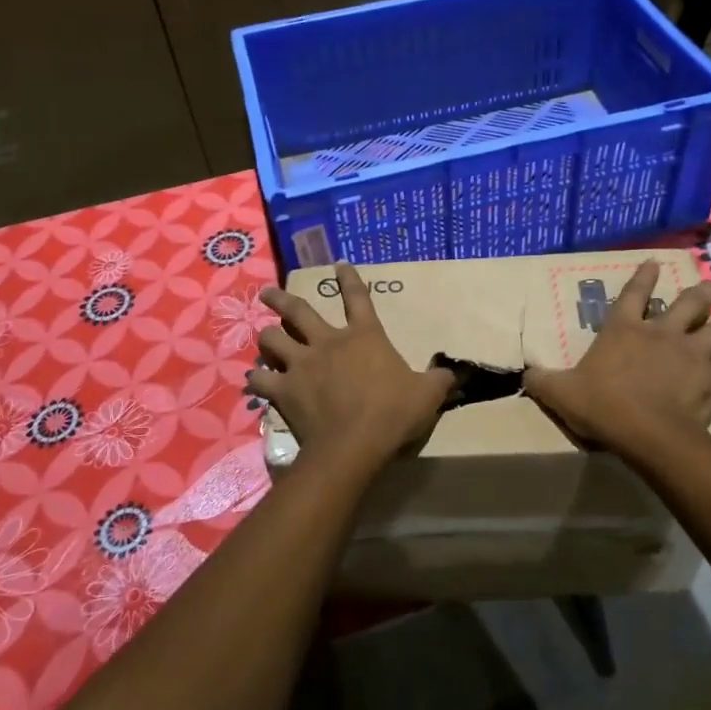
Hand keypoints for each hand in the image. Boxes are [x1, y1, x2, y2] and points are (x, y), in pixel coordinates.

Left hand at [249, 263, 454, 463]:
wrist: (354, 445)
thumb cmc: (393, 413)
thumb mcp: (428, 395)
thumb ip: (438, 380)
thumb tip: (454, 373)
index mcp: (364, 336)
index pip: (358, 297)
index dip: (349, 279)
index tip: (339, 264)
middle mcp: (328, 342)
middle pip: (297, 310)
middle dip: (281, 298)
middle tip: (267, 292)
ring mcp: (302, 365)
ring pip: (272, 340)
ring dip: (267, 338)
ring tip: (265, 339)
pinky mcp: (284, 390)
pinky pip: (261, 379)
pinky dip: (257, 378)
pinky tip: (256, 379)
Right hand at [524, 260, 710, 457]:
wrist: (647, 434)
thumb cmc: (602, 406)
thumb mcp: (560, 393)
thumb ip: (543, 381)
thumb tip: (525, 375)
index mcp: (624, 330)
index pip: (634, 293)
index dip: (644, 276)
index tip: (655, 262)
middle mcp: (663, 334)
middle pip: (692, 302)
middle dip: (704, 294)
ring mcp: (693, 356)